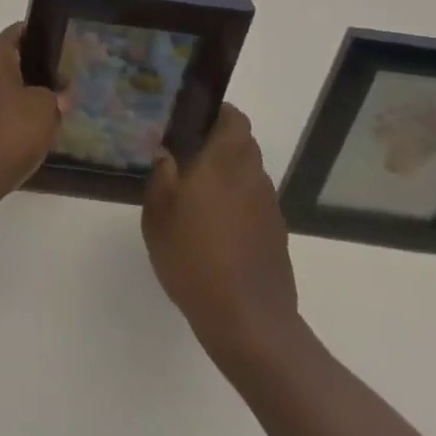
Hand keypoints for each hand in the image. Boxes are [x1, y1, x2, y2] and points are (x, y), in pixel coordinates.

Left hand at [0, 23, 63, 203]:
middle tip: (62, 80)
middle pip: (10, 56)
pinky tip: (27, 128)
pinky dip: (8, 111)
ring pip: (0, 82)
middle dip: (34, 67)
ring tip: (49, 106)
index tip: (64, 50)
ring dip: (21, 91)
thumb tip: (60, 93)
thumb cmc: (10, 132)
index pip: (21, 30)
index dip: (43, 37)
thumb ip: (56, 95)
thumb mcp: (46, 109)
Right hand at [143, 104, 299, 367]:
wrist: (248, 323)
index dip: (217, 113)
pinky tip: (217, 231)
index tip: (193, 121)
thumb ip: (161, 175)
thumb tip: (166, 152)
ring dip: (229, 177)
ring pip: (249, 175)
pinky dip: (239, 206)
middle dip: (219, 145)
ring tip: (199, 198)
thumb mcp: (158, 214)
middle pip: (243, 144)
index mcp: (225, 160)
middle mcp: (252, 175)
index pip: (234, 117)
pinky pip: (255, 205)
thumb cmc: (195, 257)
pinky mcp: (277, 236)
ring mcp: (269, 207)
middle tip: (189, 158)